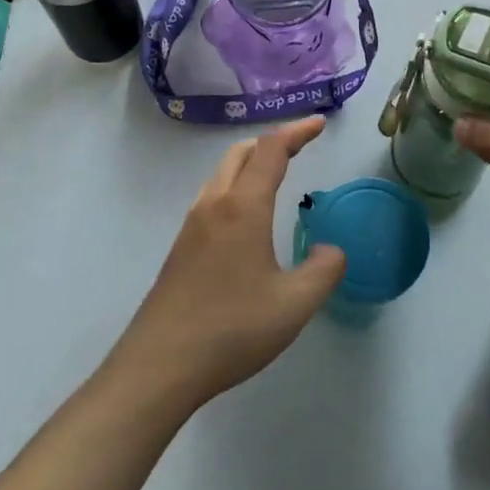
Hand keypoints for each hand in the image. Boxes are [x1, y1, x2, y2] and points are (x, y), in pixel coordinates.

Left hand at [110, 116, 345, 409]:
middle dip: (272, 142)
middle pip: (241, 153)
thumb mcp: (294, 305)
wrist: (159, 365)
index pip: (271, 151)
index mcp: (243, 208)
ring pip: (222, 174)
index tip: (319, 124)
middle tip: (300, 146)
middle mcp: (214, 205)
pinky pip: (212, 198)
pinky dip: (236, 187)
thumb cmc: (231, 329)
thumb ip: (323, 271)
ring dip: (250, 163)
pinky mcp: (180, 248)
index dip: (297, 132)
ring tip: (275, 176)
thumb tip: (331, 250)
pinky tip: (246, 219)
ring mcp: (191, 226)